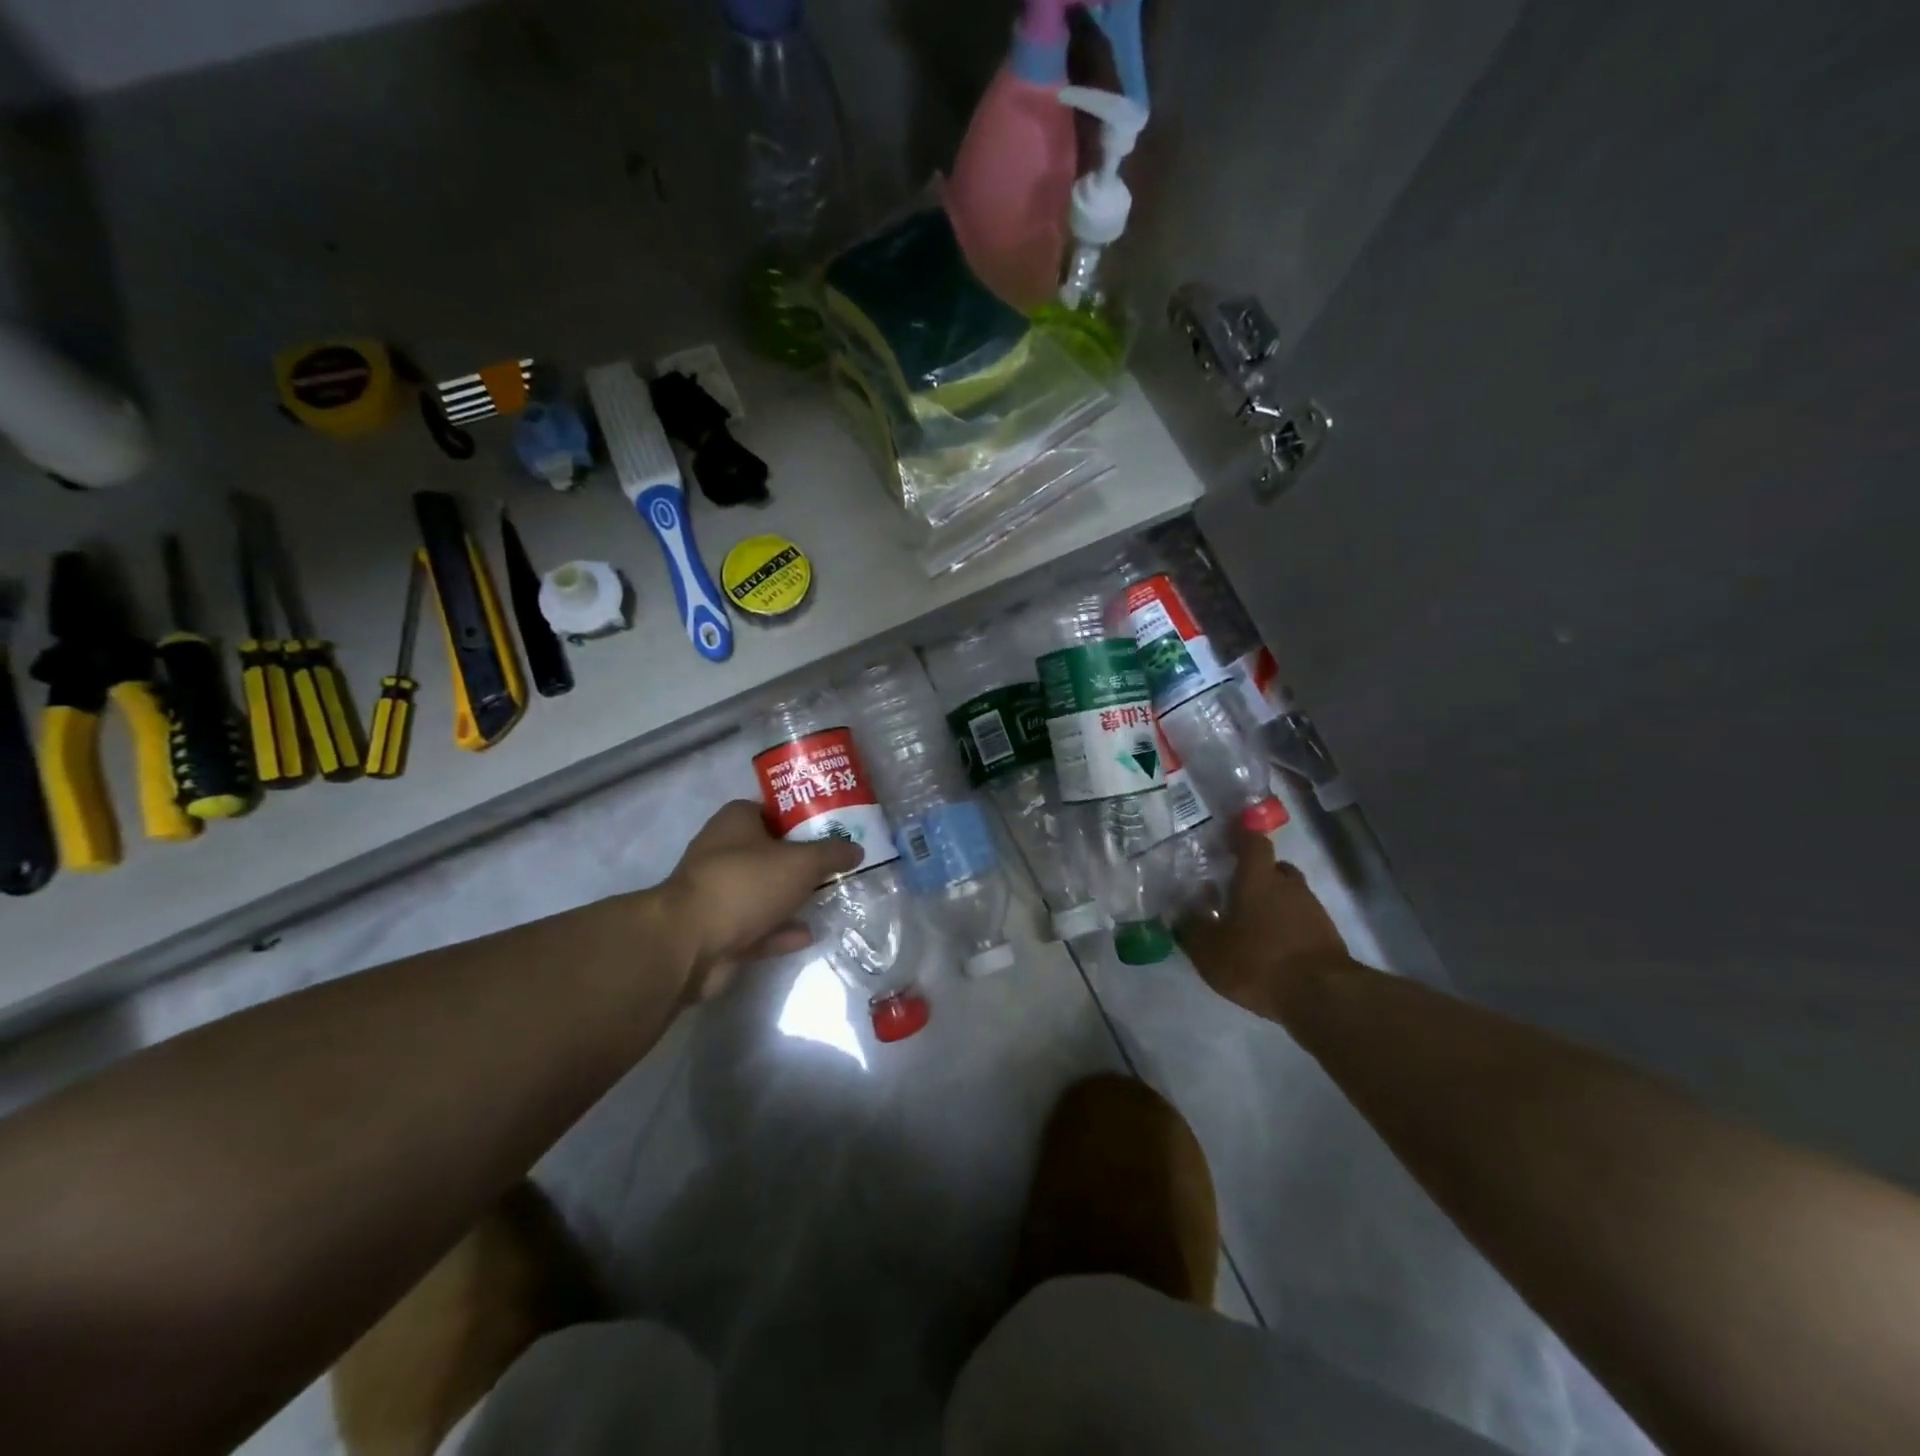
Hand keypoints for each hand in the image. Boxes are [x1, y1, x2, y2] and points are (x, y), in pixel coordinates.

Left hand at [660, 800, 862, 1001]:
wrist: (690, 944)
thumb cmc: (746, 884)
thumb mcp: (801, 862)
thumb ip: (831, 853)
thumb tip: (856, 848)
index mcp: (735, 821)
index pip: (771, 809)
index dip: (801, 816)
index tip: (831, 827)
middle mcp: (722, 852)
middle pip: (769, 851)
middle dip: (801, 859)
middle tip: (836, 864)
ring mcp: (718, 893)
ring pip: (763, 891)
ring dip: (790, 897)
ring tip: (828, 898)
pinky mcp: (717, 931)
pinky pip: (757, 927)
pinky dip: (780, 930)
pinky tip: (809, 934)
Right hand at [1177, 825, 1352, 1020]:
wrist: (1323, 997)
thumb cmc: (1258, 961)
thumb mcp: (1210, 951)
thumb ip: (1192, 929)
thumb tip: (1180, 914)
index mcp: (1258, 879)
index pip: (1253, 842)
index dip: (1241, 835)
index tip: (1228, 835)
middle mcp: (1288, 886)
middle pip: (1274, 868)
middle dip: (1255, 875)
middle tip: (1234, 890)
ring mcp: (1313, 910)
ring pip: (1289, 895)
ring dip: (1272, 903)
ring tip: (1251, 924)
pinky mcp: (1327, 936)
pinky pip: (1301, 920)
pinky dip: (1286, 926)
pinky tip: (1271, 948)